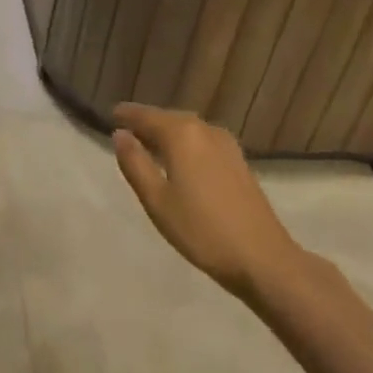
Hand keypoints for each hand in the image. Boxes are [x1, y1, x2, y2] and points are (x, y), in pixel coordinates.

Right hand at [111, 103, 303, 301]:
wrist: (263, 258)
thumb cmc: (201, 230)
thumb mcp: (156, 200)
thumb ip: (134, 163)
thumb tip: (120, 134)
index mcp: (181, 134)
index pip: (145, 115)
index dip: (126, 115)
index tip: (110, 114)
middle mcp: (204, 130)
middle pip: (168, 118)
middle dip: (146, 122)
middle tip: (125, 130)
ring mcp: (226, 145)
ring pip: (187, 129)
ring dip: (166, 133)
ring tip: (147, 145)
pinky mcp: (238, 161)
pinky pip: (202, 140)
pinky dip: (184, 143)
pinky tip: (178, 160)